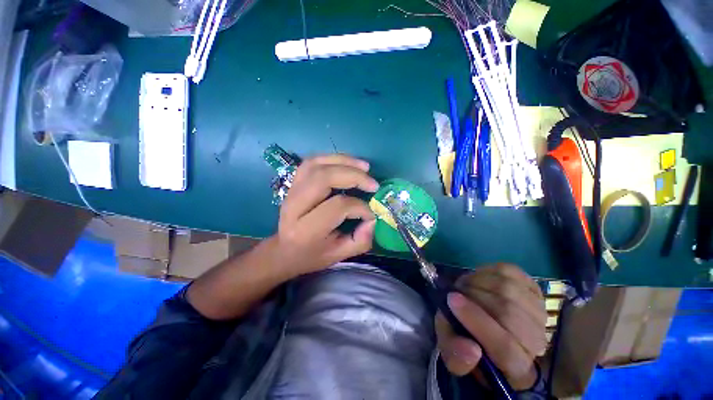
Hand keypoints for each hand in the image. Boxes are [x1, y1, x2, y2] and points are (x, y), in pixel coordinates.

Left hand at [272, 154, 378, 276]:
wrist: (284, 250)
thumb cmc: (312, 255)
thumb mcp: (338, 256)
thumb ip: (360, 241)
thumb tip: (374, 219)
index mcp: (306, 230)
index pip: (337, 206)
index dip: (360, 207)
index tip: (371, 213)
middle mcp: (295, 206)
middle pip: (324, 179)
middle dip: (354, 176)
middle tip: (373, 184)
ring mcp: (291, 190)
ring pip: (317, 165)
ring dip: (344, 161)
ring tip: (365, 167)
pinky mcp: (293, 182)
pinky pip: (312, 161)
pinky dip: (332, 158)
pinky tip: (347, 162)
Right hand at [435, 264, 546, 390]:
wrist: (485, 321)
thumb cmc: (467, 338)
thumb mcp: (452, 350)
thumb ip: (456, 355)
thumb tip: (471, 349)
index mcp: (516, 367)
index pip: (505, 347)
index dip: (476, 321)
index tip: (451, 299)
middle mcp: (536, 343)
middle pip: (508, 313)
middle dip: (473, 295)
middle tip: (455, 291)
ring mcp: (538, 312)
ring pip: (509, 289)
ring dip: (478, 281)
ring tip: (465, 285)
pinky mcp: (534, 288)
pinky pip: (510, 272)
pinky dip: (488, 270)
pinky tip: (479, 277)